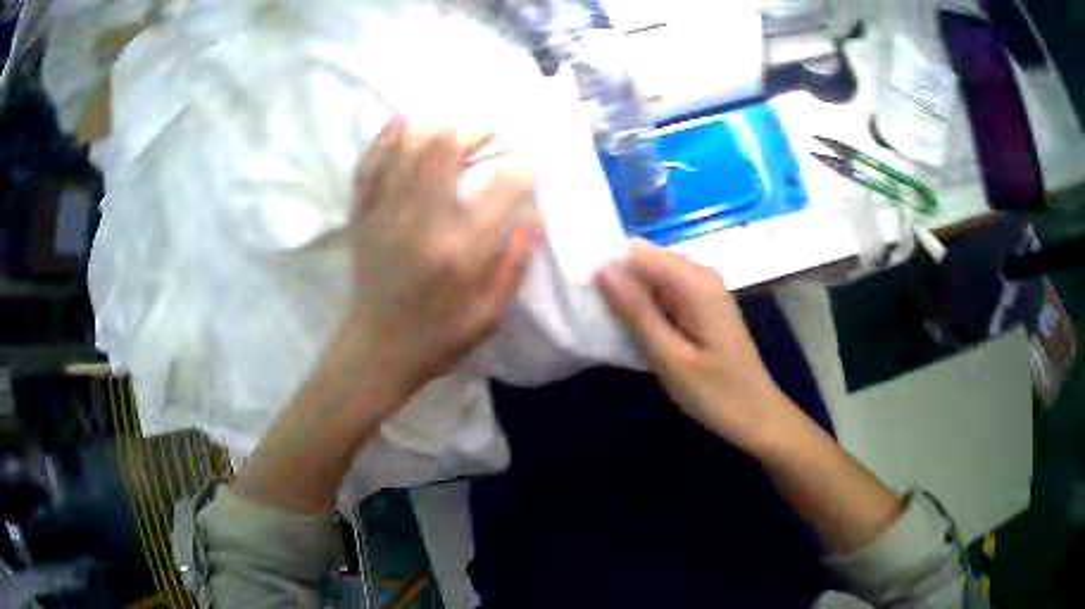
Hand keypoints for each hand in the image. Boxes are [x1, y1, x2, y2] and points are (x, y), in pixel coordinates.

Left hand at [345, 119, 539, 402]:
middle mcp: (421, 222)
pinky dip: (387, 137)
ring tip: (454, 123)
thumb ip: (515, 262)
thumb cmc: (439, 337)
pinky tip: (402, 122)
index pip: (501, 187)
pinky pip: (371, 163)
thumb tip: (538, 215)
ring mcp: (385, 213)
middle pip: (445, 148)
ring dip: (434, 125)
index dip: (522, 163)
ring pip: (407, 147)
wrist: (377, 350)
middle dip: (475, 129)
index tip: (531, 154)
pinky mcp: (362, 215)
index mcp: (461, 251)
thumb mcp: (490, 313)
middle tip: (492, 129)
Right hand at [596, 239, 794, 451]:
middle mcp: (700, 275)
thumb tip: (602, 269)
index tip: (576, 286)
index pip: (637, 250)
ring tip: (600, 321)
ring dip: (626, 295)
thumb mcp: (670, 357)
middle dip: (614, 279)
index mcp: (695, 282)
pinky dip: (643, 307)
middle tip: (585, 310)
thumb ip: (637, 311)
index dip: (606, 262)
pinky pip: (663, 293)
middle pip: (644, 259)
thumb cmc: (716, 393)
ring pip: (651, 277)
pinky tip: (628, 329)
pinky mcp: (701, 306)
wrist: (757, 416)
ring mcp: (702, 289)